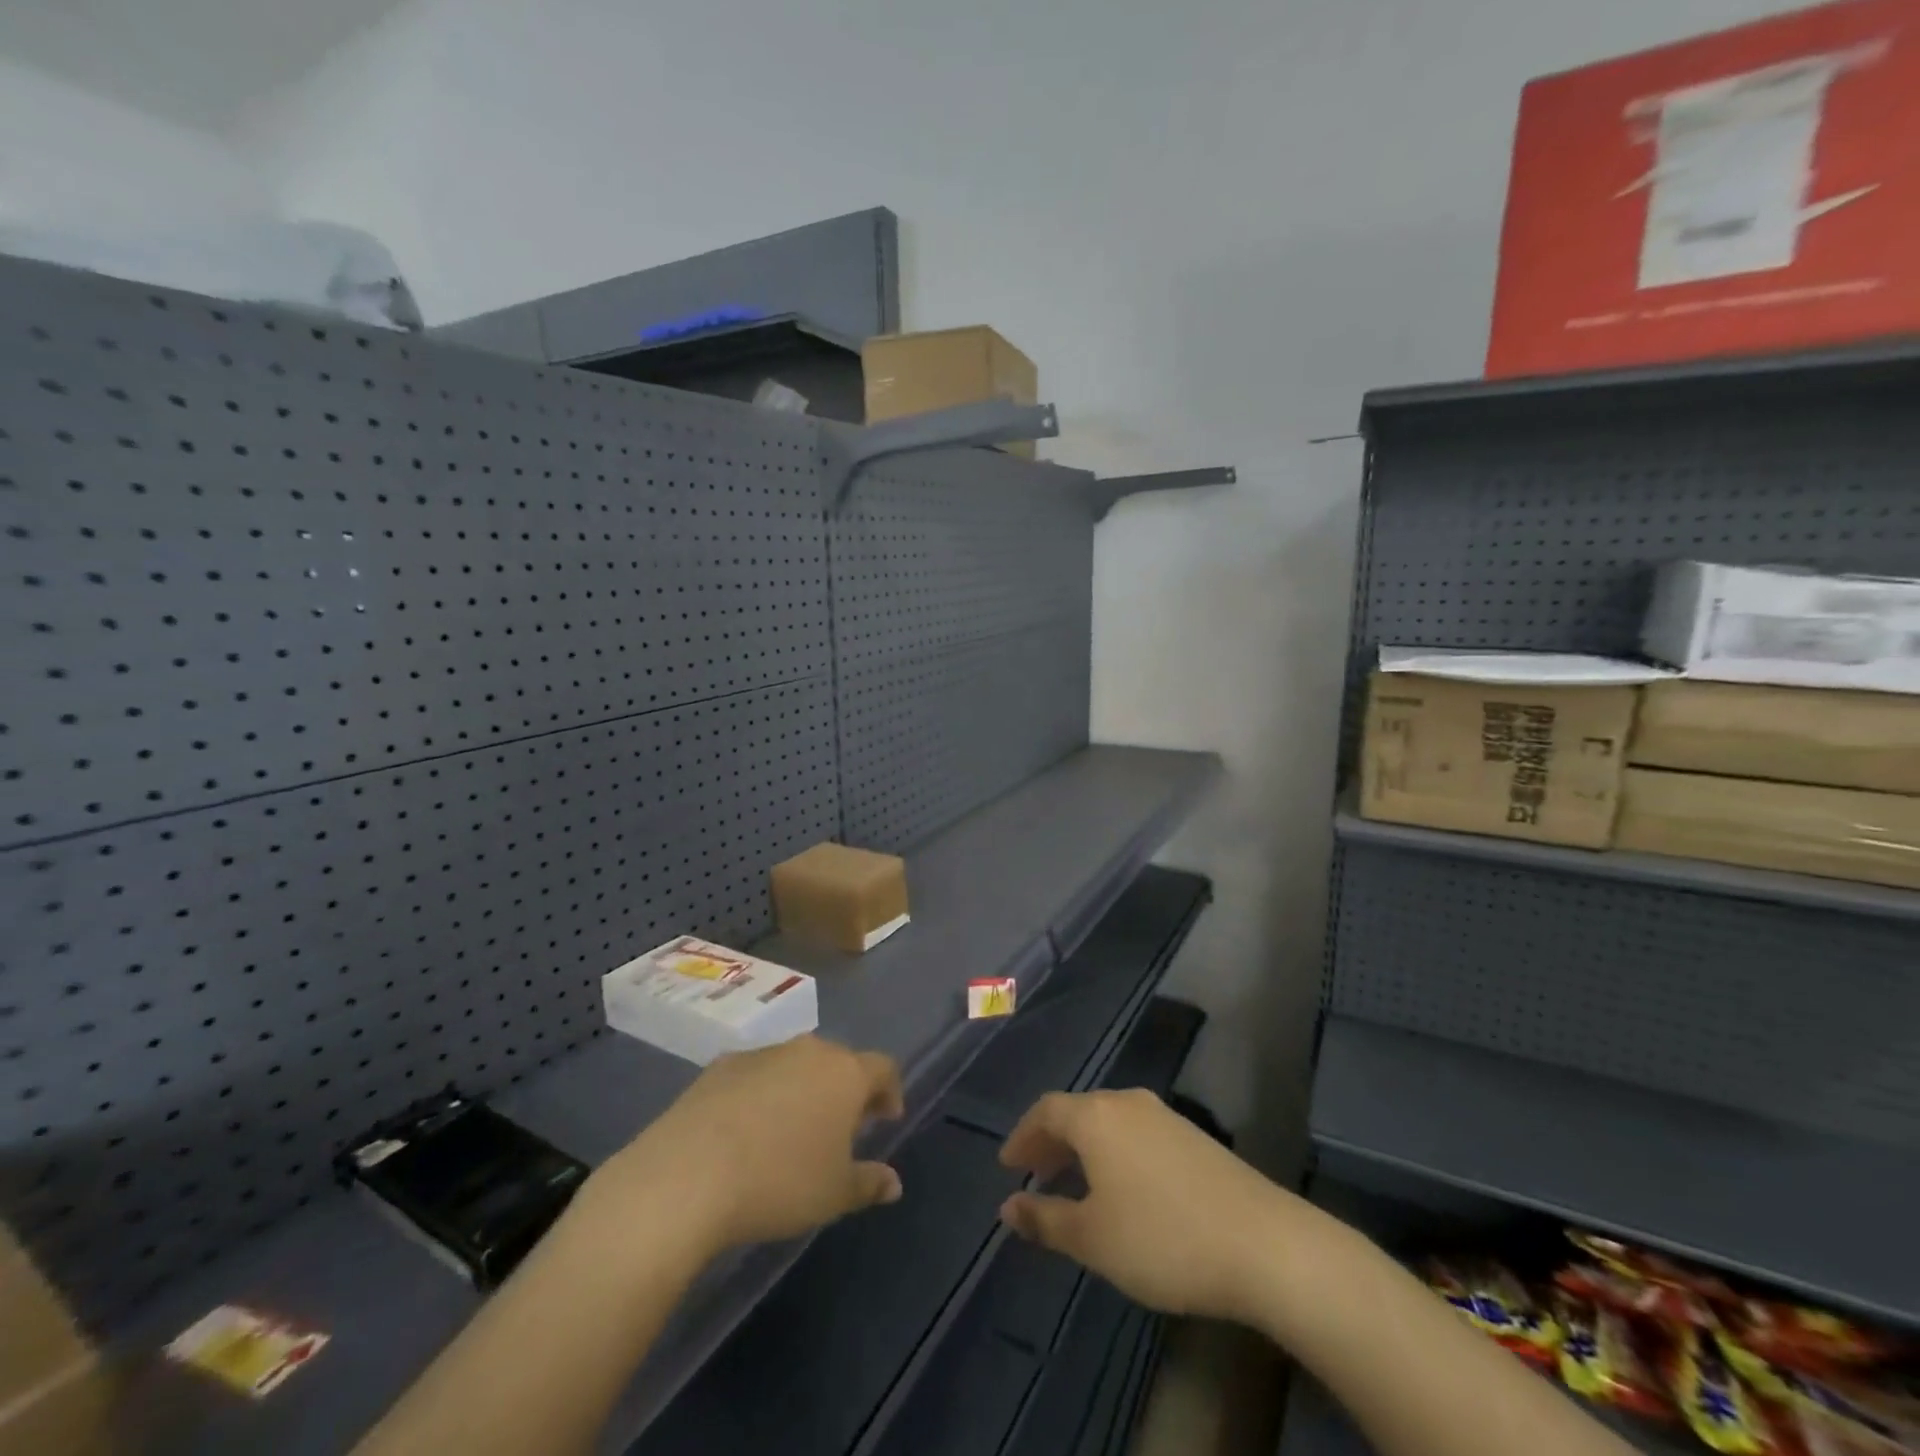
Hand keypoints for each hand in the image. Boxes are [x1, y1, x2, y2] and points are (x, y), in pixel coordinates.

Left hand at [587, 1036, 904, 1258]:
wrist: (688, 1174)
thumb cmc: (780, 1182)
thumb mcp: (834, 1194)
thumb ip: (869, 1183)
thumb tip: (893, 1183)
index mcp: (846, 1073)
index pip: (883, 1068)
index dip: (890, 1091)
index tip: (886, 1119)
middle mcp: (809, 1050)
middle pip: (839, 1061)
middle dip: (845, 1090)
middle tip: (841, 1127)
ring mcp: (764, 1053)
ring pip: (797, 1064)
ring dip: (803, 1089)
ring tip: (792, 1130)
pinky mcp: (723, 1064)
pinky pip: (757, 1074)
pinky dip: (763, 1093)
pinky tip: (747, 1130)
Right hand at [998, 1088, 1305, 1324]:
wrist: (1263, 1243)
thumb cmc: (1162, 1238)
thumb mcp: (1093, 1238)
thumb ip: (1046, 1219)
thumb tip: (1008, 1205)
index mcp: (1096, 1116)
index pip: (1046, 1111)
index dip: (1023, 1136)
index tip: (1009, 1164)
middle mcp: (1127, 1102)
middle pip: (1078, 1111)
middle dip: (1052, 1141)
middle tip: (1036, 1173)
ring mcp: (1165, 1116)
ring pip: (1108, 1122)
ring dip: (1084, 1147)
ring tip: (1075, 1184)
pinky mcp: (1194, 1136)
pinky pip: (1135, 1133)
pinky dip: (1114, 1152)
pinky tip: (1122, 1188)